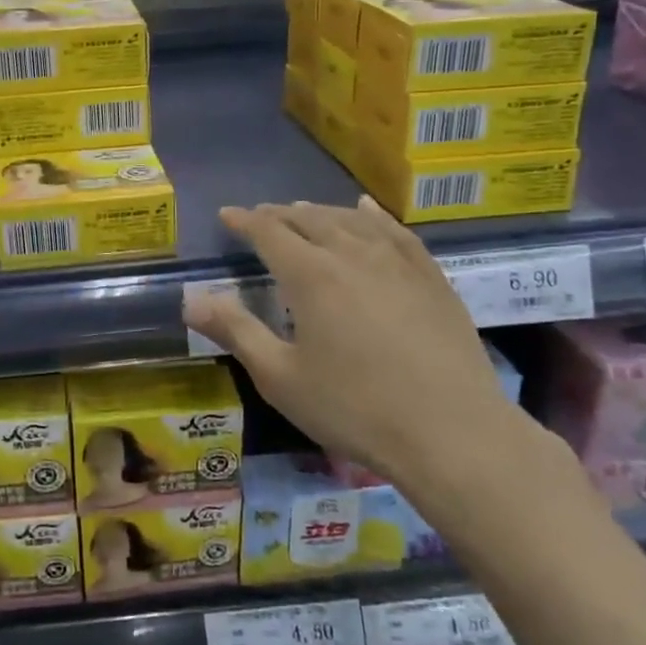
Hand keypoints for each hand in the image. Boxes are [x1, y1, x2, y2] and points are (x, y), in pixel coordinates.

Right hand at [184, 197, 519, 482]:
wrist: (453, 433)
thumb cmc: (355, 408)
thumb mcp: (281, 377)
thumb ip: (235, 331)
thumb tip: (192, 299)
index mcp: (311, 275)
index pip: (269, 232)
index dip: (244, 221)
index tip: (226, 215)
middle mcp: (352, 254)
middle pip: (309, 219)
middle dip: (279, 214)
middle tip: (261, 216)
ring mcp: (397, 262)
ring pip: (351, 220)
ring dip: (321, 212)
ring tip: (304, 211)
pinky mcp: (431, 278)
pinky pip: (396, 232)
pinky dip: (374, 217)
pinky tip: (367, 212)